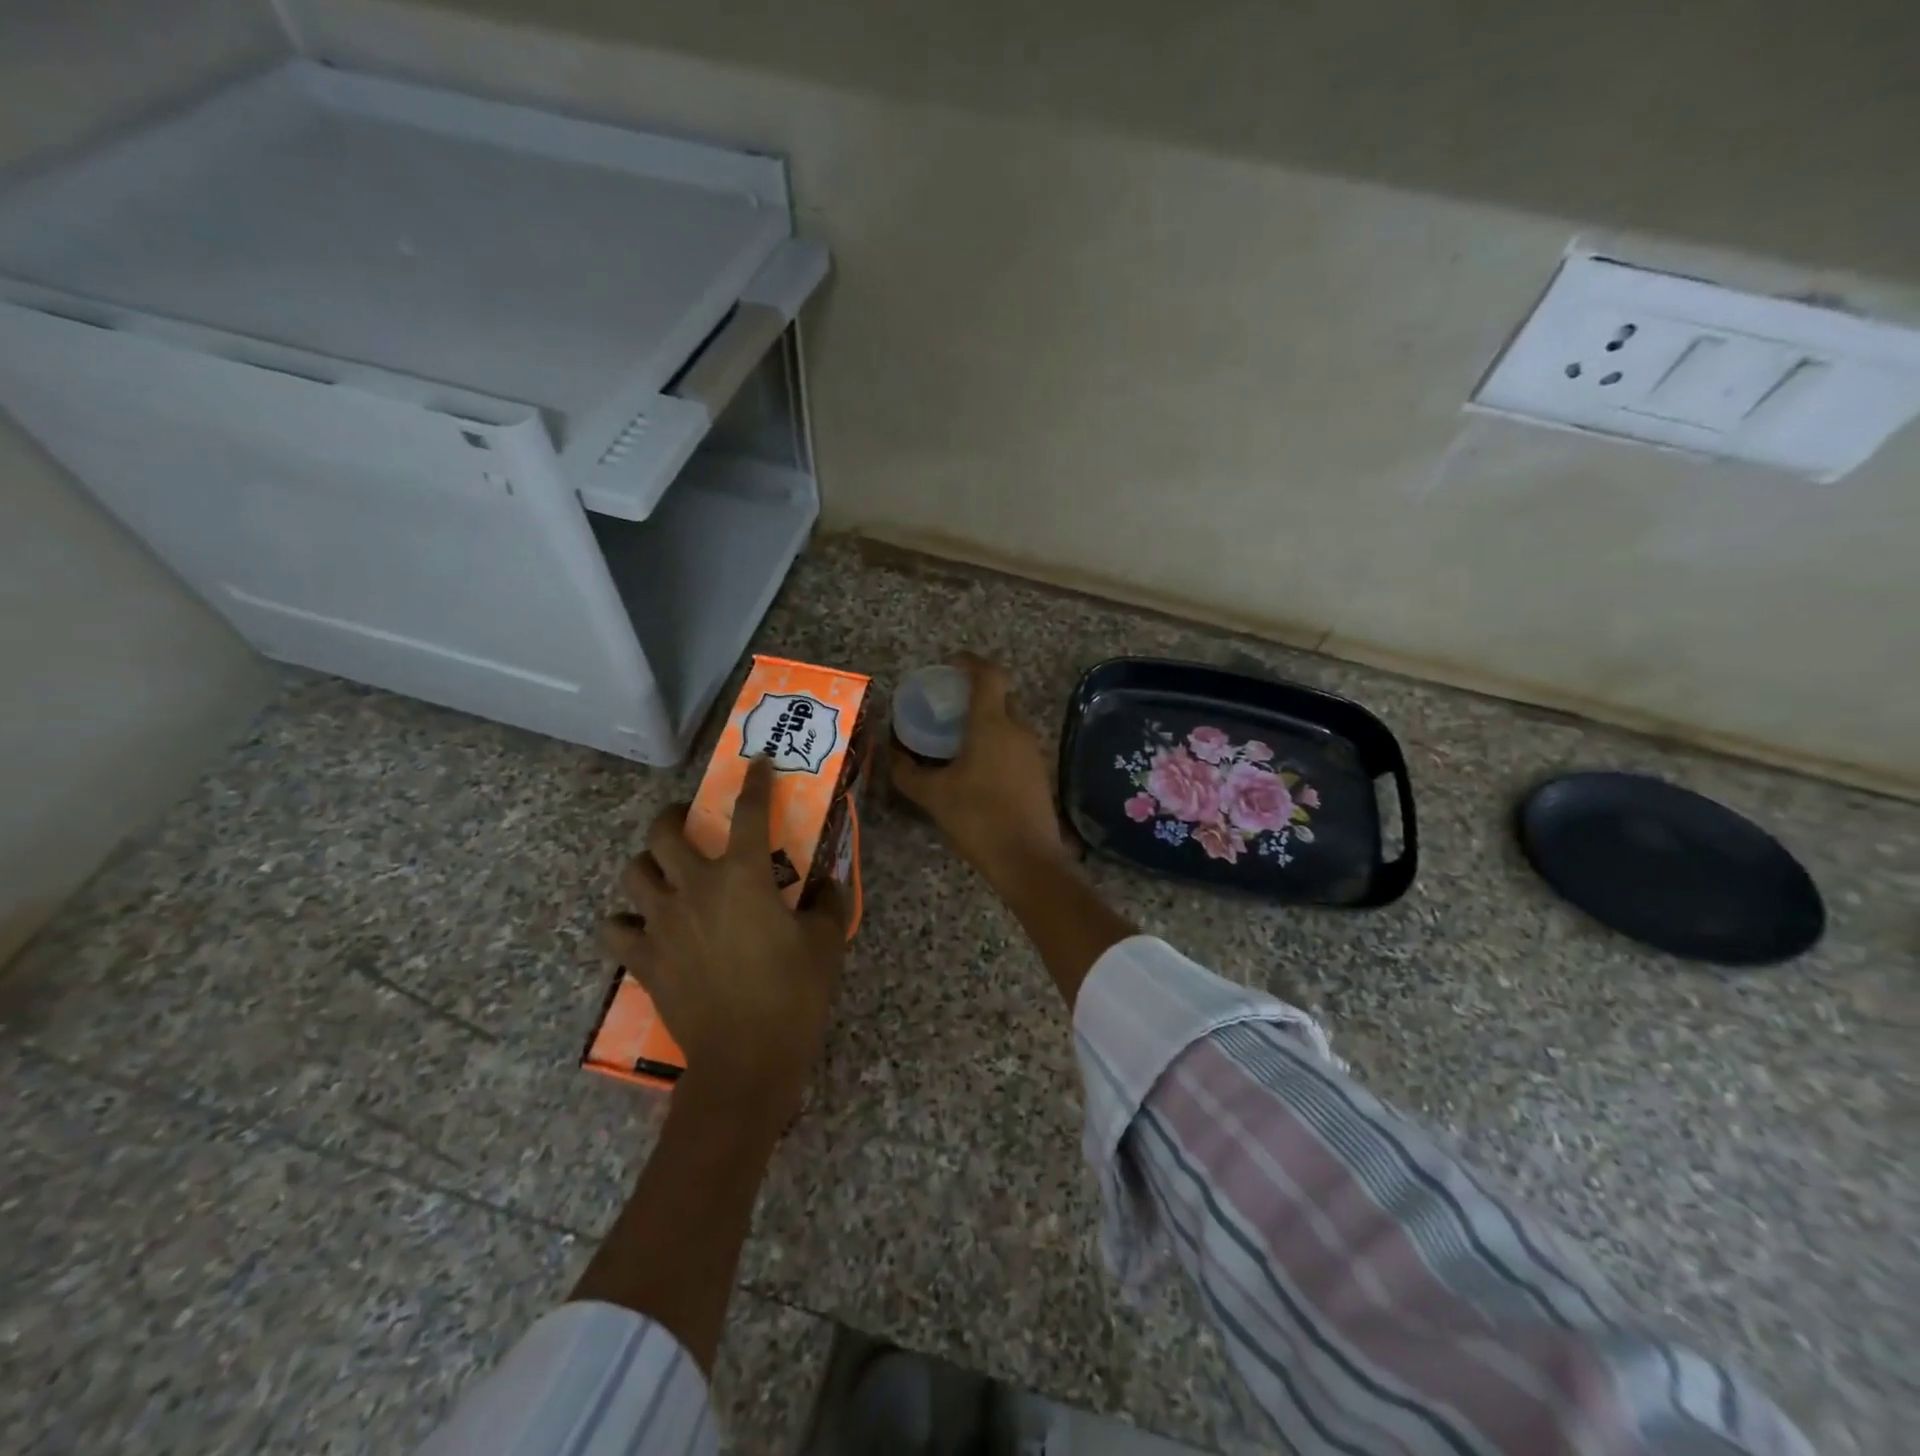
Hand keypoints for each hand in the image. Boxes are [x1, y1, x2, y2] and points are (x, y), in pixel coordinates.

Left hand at [603, 757, 845, 1121]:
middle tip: (689, 821)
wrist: (745, 1060)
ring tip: (663, 871)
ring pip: (632, 873)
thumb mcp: (827, 942)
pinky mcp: (643, 960)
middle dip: (673, 815)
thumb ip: (828, 902)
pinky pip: (614, 929)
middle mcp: (694, 888)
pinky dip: (624, 922)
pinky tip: (642, 926)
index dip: (754, 782)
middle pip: (664, 833)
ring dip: (646, 864)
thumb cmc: (793, 994)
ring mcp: (662, 924)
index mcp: (742, 877)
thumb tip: (826, 883)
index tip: (757, 764)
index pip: (748, 812)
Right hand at [891, 654, 1069, 888]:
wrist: (1028, 860)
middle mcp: (1018, 730)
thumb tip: (890, 753)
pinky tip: (978, 763)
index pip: (989, 675)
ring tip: (960, 733)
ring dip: (989, 718)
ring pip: (1011, 721)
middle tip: (951, 701)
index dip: (971, 662)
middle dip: (979, 691)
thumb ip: (907, 772)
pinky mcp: (1039, 773)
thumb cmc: (978, 819)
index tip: (952, 663)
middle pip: (1003, 695)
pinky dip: (998, 741)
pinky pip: (1016, 743)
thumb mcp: (933, 796)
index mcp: (992, 725)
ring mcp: (1033, 752)